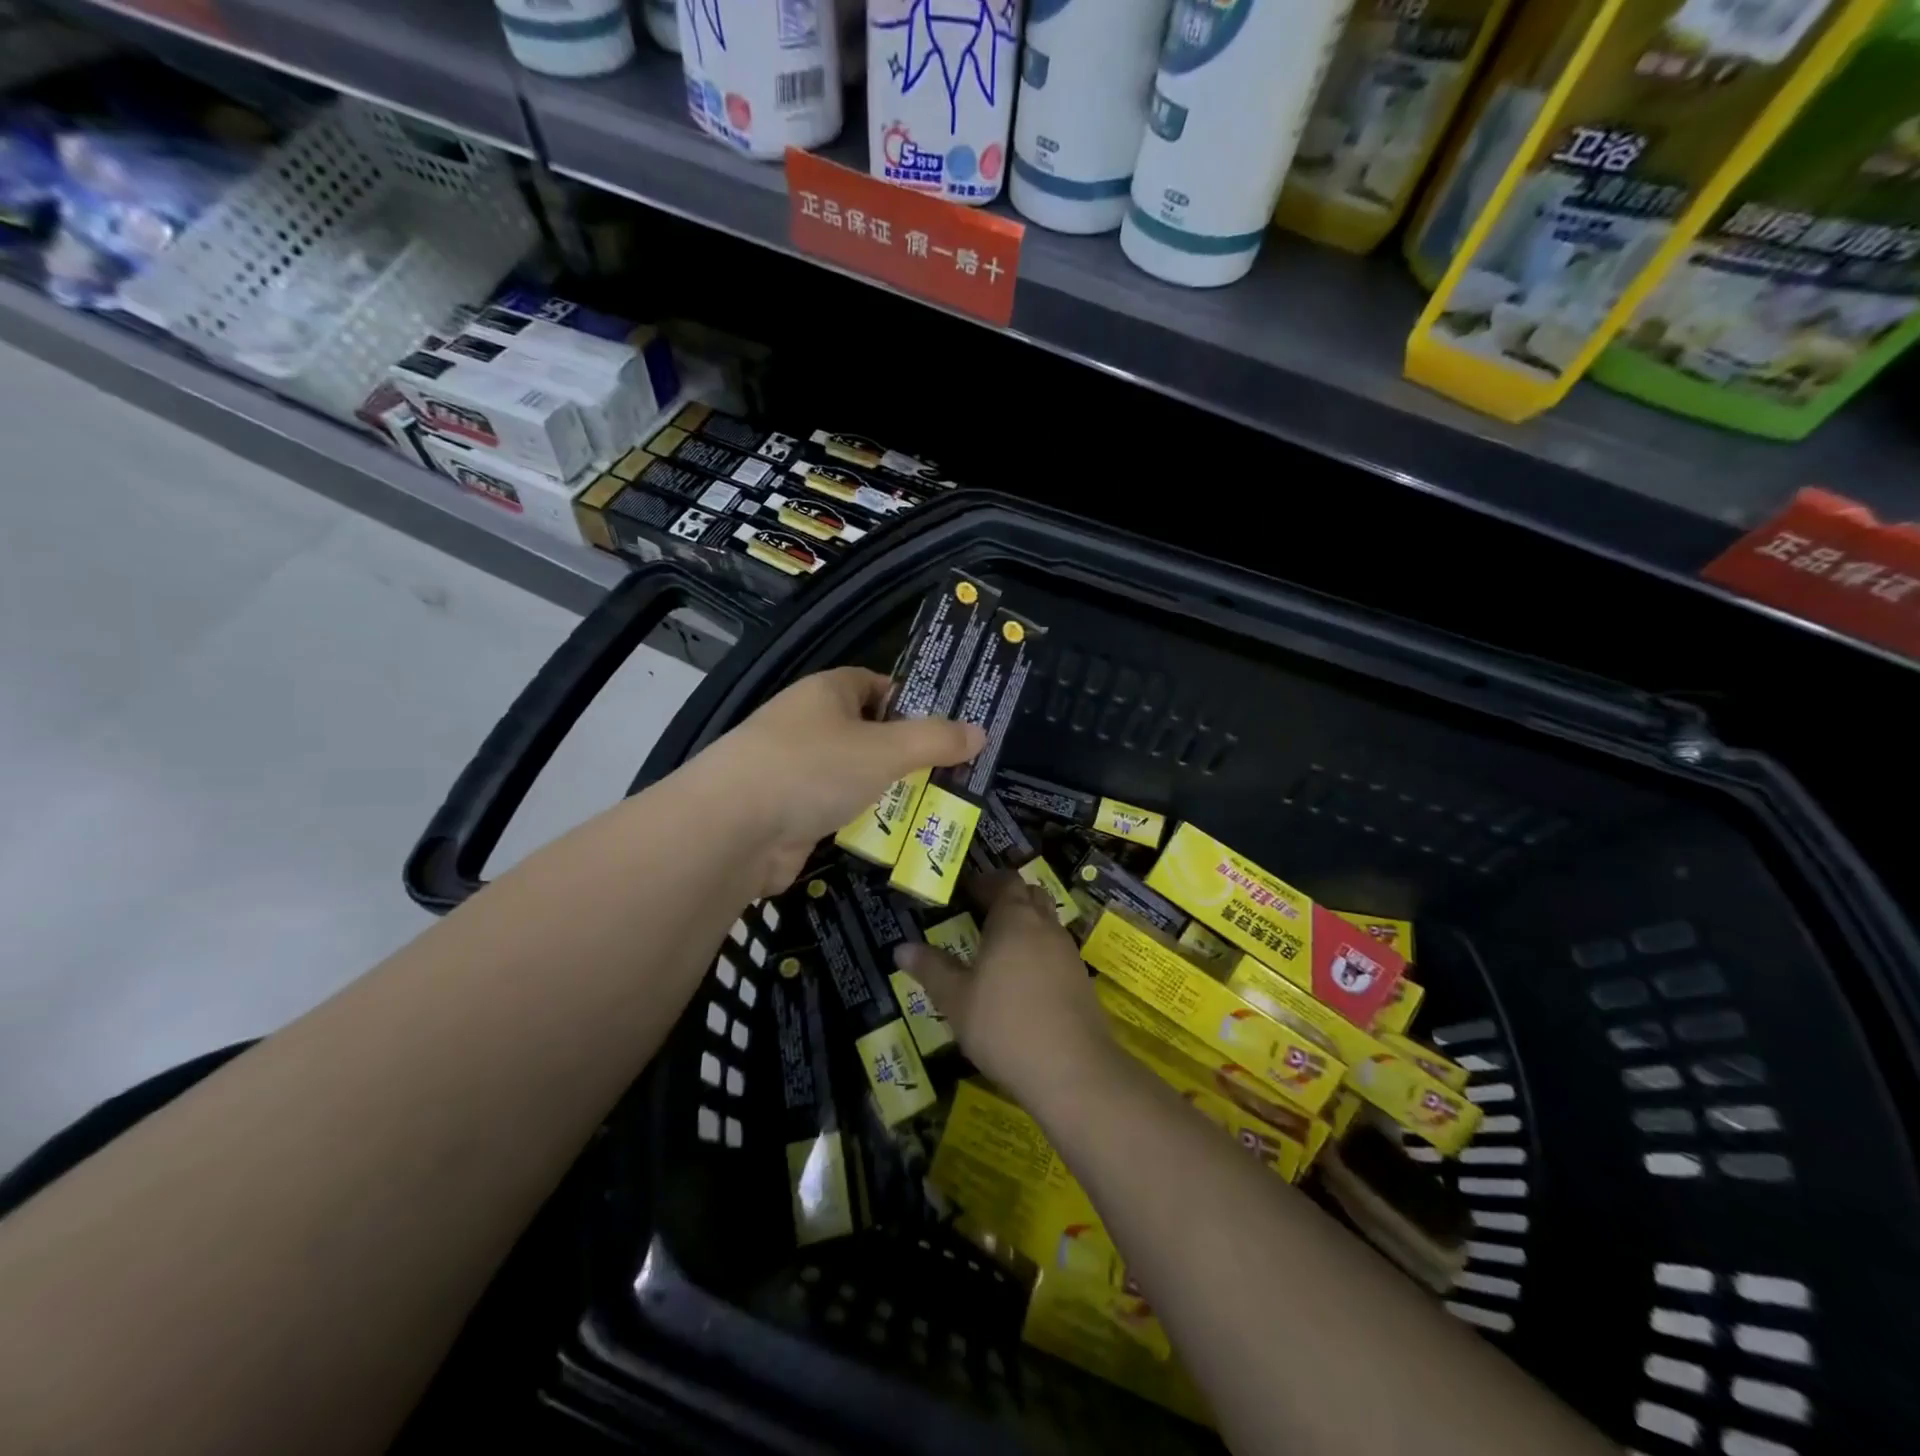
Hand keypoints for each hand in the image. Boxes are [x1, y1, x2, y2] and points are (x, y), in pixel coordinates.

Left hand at [690, 667, 983, 895]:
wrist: (733, 830)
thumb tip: (979, 731)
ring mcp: (796, 772)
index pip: (876, 685)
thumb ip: (934, 741)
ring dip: (891, 794)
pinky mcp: (790, 814)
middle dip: (909, 756)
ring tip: (940, 811)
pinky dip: (866, 823)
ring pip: (857, 778)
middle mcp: (809, 726)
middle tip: (955, 776)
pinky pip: (840, 812)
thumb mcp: (884, 749)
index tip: (948, 729)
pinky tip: (898, 840)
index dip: (912, 702)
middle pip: (870, 735)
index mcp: (826, 693)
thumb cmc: (812, 768)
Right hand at [894, 874, 1115, 1111]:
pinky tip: (1024, 981)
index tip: (967, 890)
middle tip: (983, 913)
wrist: (1073, 1070)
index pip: (1004, 882)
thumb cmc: (1005, 1025)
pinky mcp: (1082, 981)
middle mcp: (1045, 927)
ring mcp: (1068, 953)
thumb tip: (901, 948)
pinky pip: (1057, 952)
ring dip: (1027, 926)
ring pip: (1047, 924)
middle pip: (1031, 896)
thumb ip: (931, 969)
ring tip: (1001, 948)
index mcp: (1014, 920)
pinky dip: (1040, 953)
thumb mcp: (956, 1000)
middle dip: (1009, 898)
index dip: (986, 882)